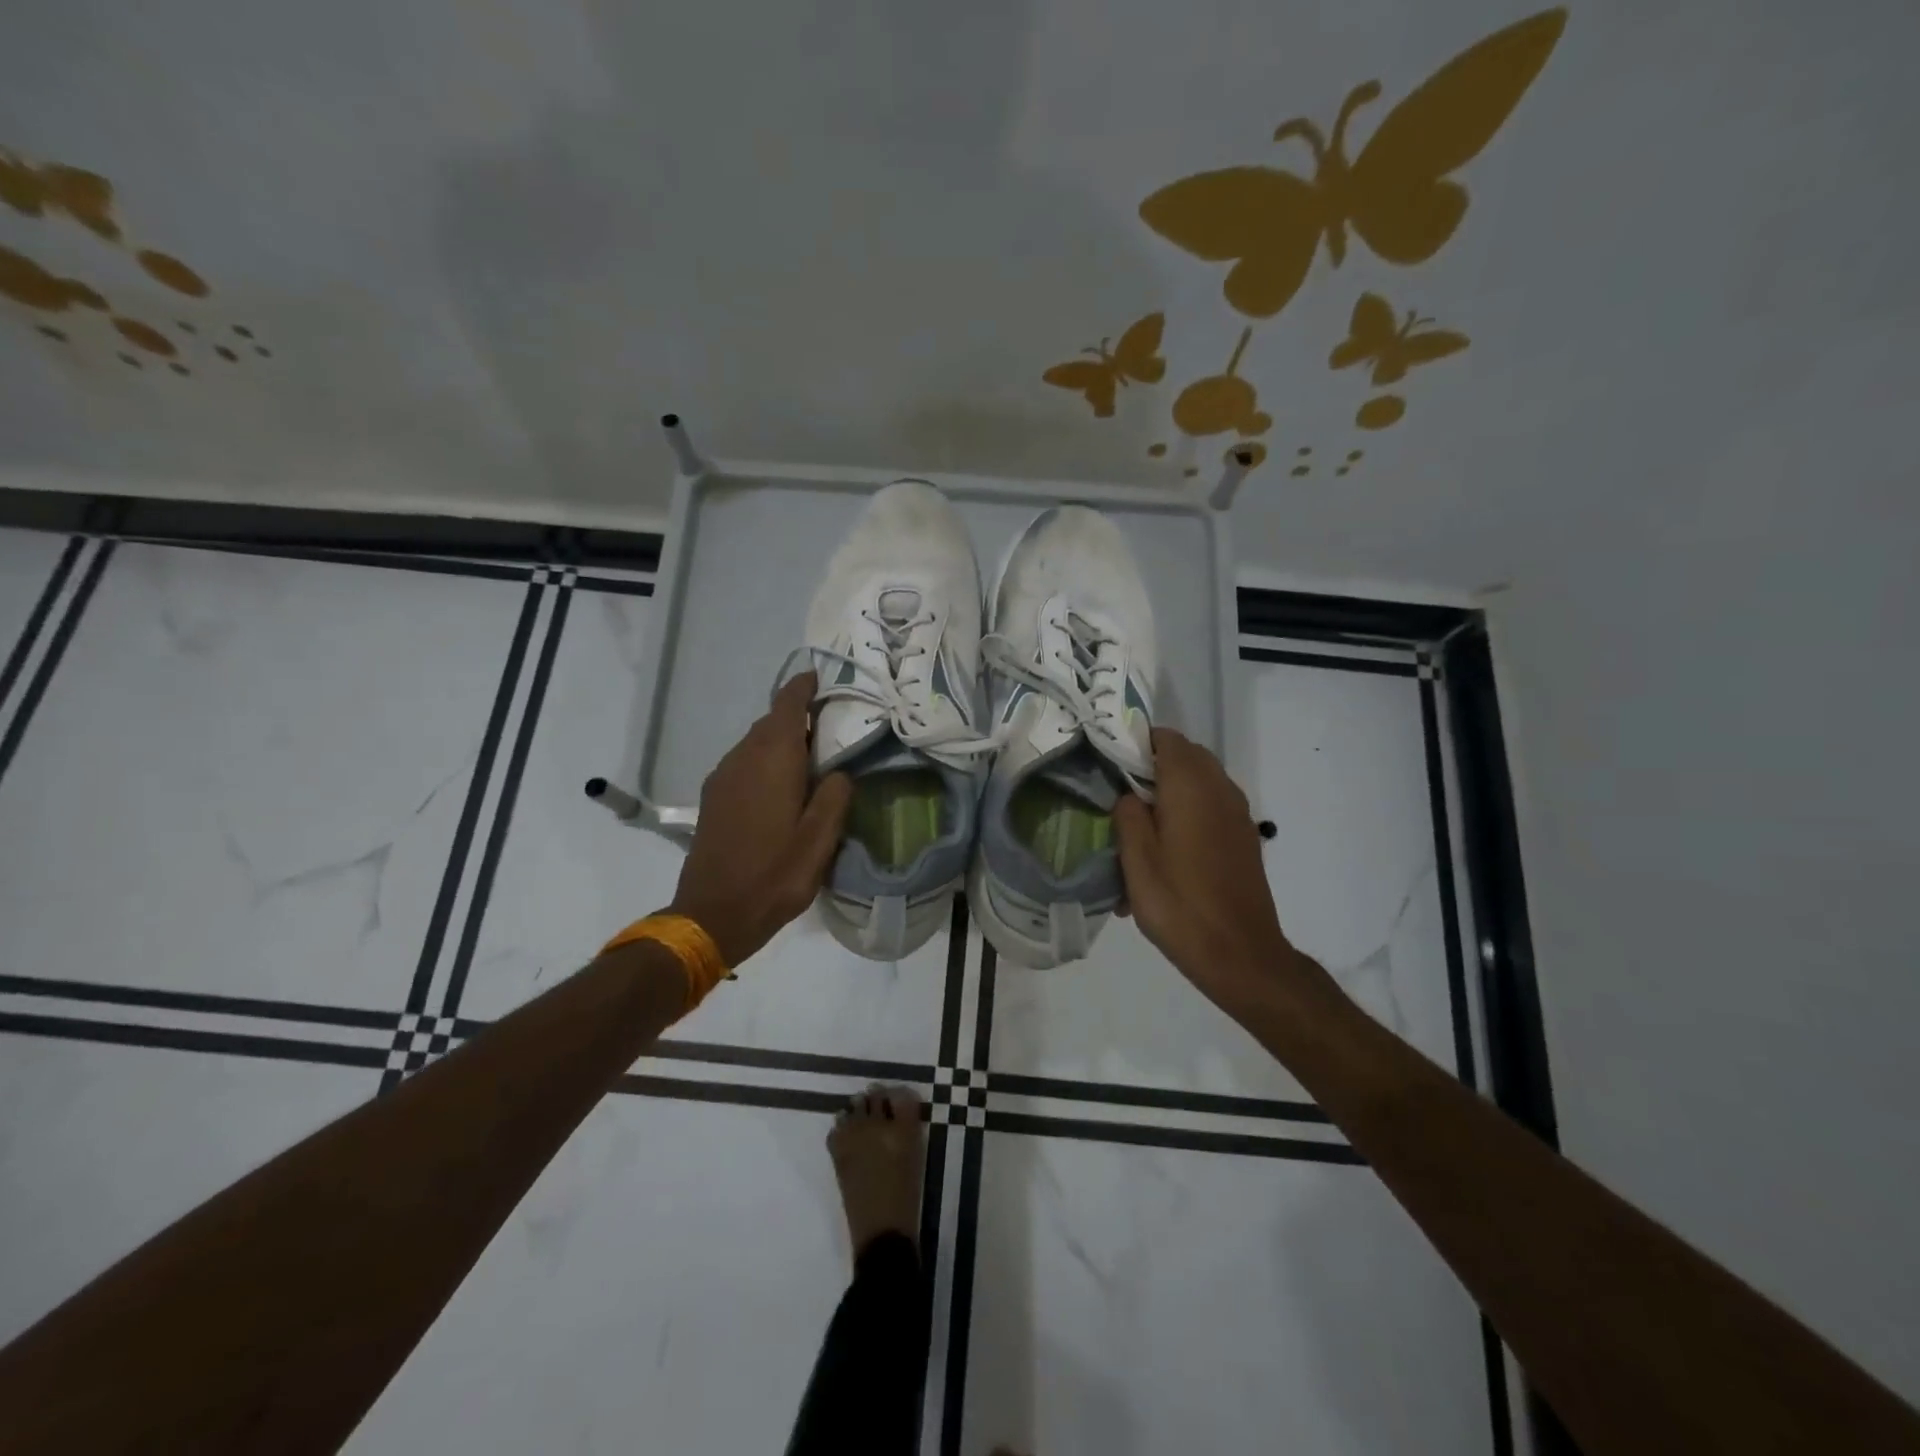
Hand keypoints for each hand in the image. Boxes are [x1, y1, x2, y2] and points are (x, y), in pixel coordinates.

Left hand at [669, 673, 852, 967]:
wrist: (712, 914)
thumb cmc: (774, 875)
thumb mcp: (819, 840)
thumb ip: (834, 796)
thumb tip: (838, 772)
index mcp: (772, 760)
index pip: (787, 705)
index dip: (803, 687)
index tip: (820, 678)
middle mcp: (742, 758)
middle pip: (770, 721)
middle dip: (797, 716)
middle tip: (830, 726)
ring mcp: (722, 778)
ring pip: (754, 742)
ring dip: (780, 740)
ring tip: (809, 757)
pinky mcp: (713, 798)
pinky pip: (743, 762)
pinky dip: (764, 760)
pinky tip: (780, 785)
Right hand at [1114, 728, 1315, 1010]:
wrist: (1240, 954)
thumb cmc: (1180, 904)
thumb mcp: (1137, 861)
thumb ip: (1128, 815)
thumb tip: (1128, 794)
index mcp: (1190, 786)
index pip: (1166, 738)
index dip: (1136, 742)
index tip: (1111, 763)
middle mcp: (1220, 789)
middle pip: (1186, 756)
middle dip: (1153, 766)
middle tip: (1121, 794)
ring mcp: (1237, 813)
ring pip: (1200, 781)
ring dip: (1173, 790)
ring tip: (1142, 825)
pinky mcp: (1244, 837)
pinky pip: (1212, 807)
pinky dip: (1190, 811)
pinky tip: (1169, 850)